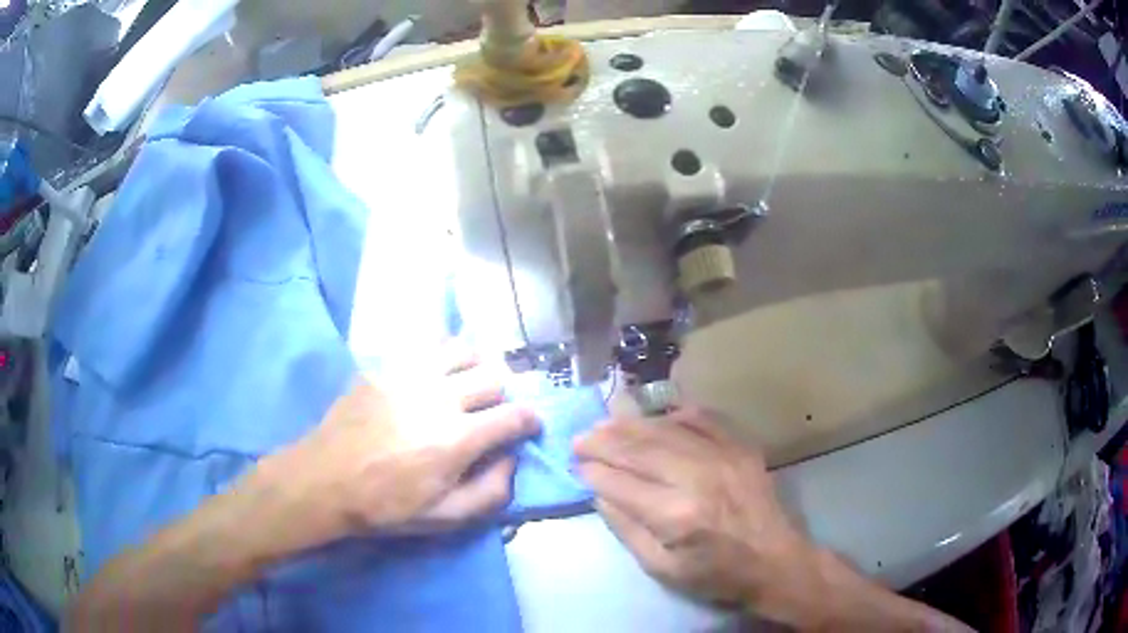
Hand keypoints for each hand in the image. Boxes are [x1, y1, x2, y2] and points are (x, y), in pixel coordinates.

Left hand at [254, 351, 538, 549]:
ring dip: (475, 365)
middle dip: (502, 394)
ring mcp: (409, 375)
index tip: (528, 426)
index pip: (514, 416)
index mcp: (457, 438)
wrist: (325, 480)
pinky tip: (432, 374)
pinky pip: (425, 347)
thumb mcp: (443, 518)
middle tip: (492, 410)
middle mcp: (439, 397)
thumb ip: (489, 493)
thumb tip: (512, 461)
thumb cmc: (386, 505)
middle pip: (493, 376)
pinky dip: (440, 357)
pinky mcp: (385, 366)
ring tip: (467, 382)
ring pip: (462, 349)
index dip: (529, 420)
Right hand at [573, 409, 826, 624]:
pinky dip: (674, 415)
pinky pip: (702, 418)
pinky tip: (656, 417)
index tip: (576, 465)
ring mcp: (723, 455)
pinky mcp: (740, 446)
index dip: (593, 471)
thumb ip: (627, 529)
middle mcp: (697, 477)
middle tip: (580, 438)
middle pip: (639, 449)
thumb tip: (600, 493)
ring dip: (630, 425)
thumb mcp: (662, 568)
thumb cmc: (716, 573)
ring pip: (665, 429)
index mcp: (676, 515)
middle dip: (603, 441)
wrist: (775, 560)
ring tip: (606, 424)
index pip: (620, 483)